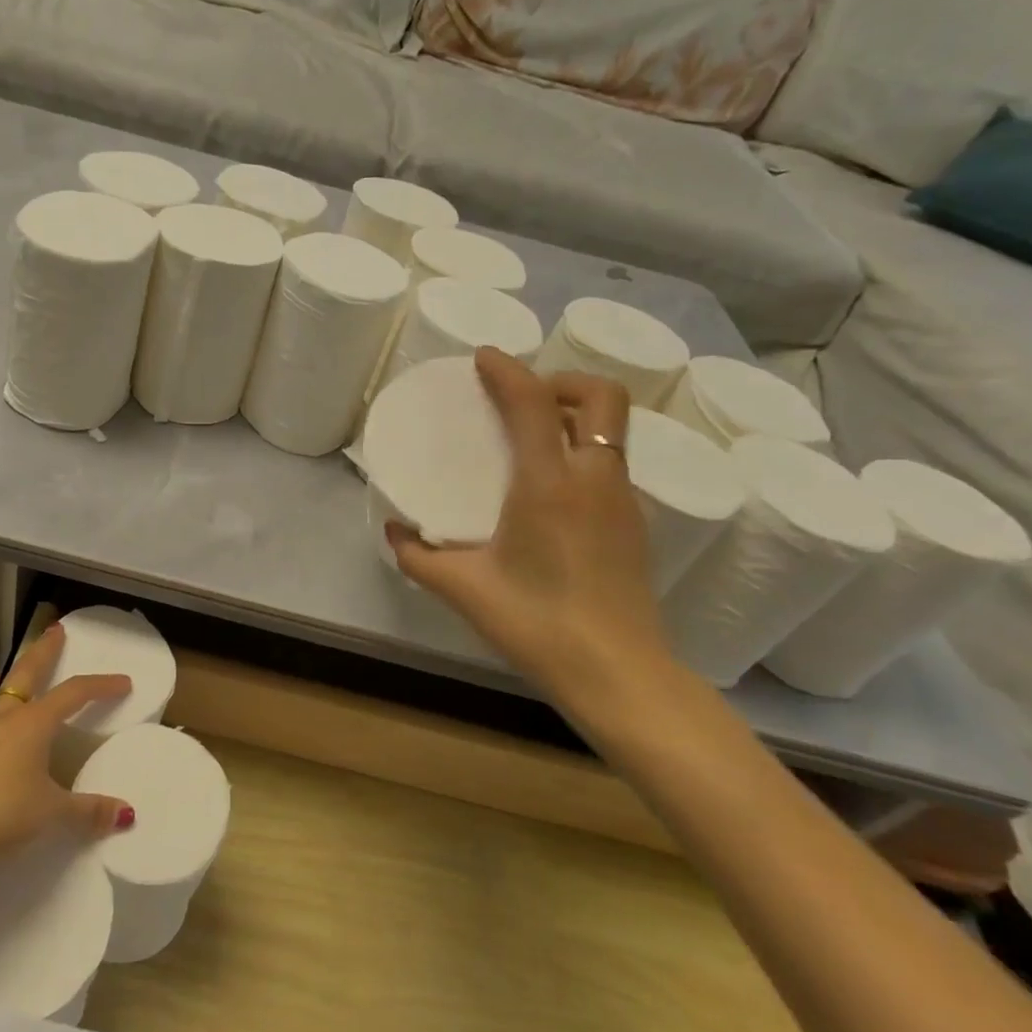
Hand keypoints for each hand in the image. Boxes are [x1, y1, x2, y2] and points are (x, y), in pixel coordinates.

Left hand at [0, 624, 134, 865]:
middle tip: (56, 630)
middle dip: (45, 652)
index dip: (101, 686)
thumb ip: (89, 811)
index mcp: (35, 724)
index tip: (124, 682)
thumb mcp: (53, 814)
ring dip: (2, 677)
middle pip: (29, 674)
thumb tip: (126, 814)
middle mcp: (6, 719)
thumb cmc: (3, 815)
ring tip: (0, 672)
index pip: (75, 693)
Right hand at [387, 348, 670, 718]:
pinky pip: (612, 463)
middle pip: (601, 397)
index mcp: (549, 484)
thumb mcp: (464, 589)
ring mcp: (623, 500)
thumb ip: (419, 556)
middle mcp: (595, 479)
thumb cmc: (537, 623)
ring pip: (612, 429)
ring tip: (534, 436)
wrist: (619, 673)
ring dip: (575, 416)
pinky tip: (554, 488)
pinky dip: (584, 451)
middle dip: (563, 380)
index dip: (507, 370)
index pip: (534, 403)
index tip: (483, 358)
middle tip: (524, 397)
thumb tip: (394, 533)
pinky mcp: (636, 524)